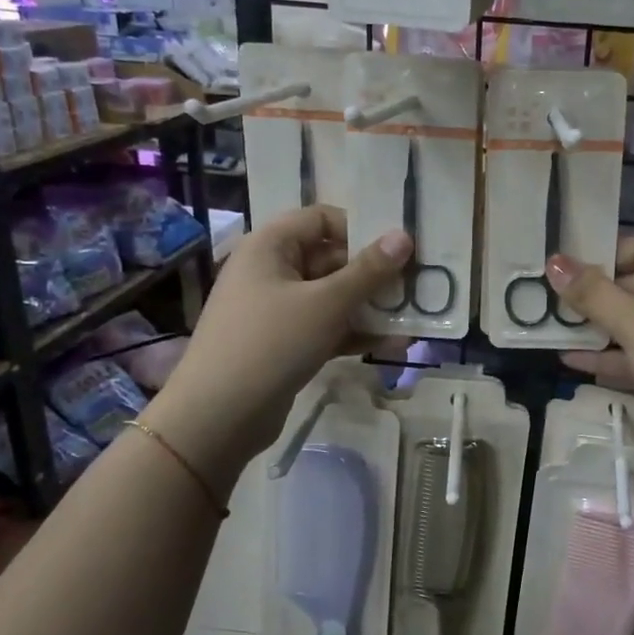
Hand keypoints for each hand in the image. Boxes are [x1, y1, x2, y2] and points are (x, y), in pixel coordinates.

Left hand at [147, 207, 409, 493]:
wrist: (218, 415)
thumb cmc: (271, 343)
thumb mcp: (327, 303)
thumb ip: (369, 271)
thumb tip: (404, 236)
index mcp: (270, 246)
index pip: (321, 219)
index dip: (360, 230)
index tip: (397, 251)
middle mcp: (270, 271)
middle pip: (330, 259)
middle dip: (372, 274)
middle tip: (414, 288)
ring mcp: (275, 310)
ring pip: (331, 297)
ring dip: (369, 307)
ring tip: (411, 319)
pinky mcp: (282, 344)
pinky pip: (324, 327)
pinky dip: (353, 332)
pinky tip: (391, 344)